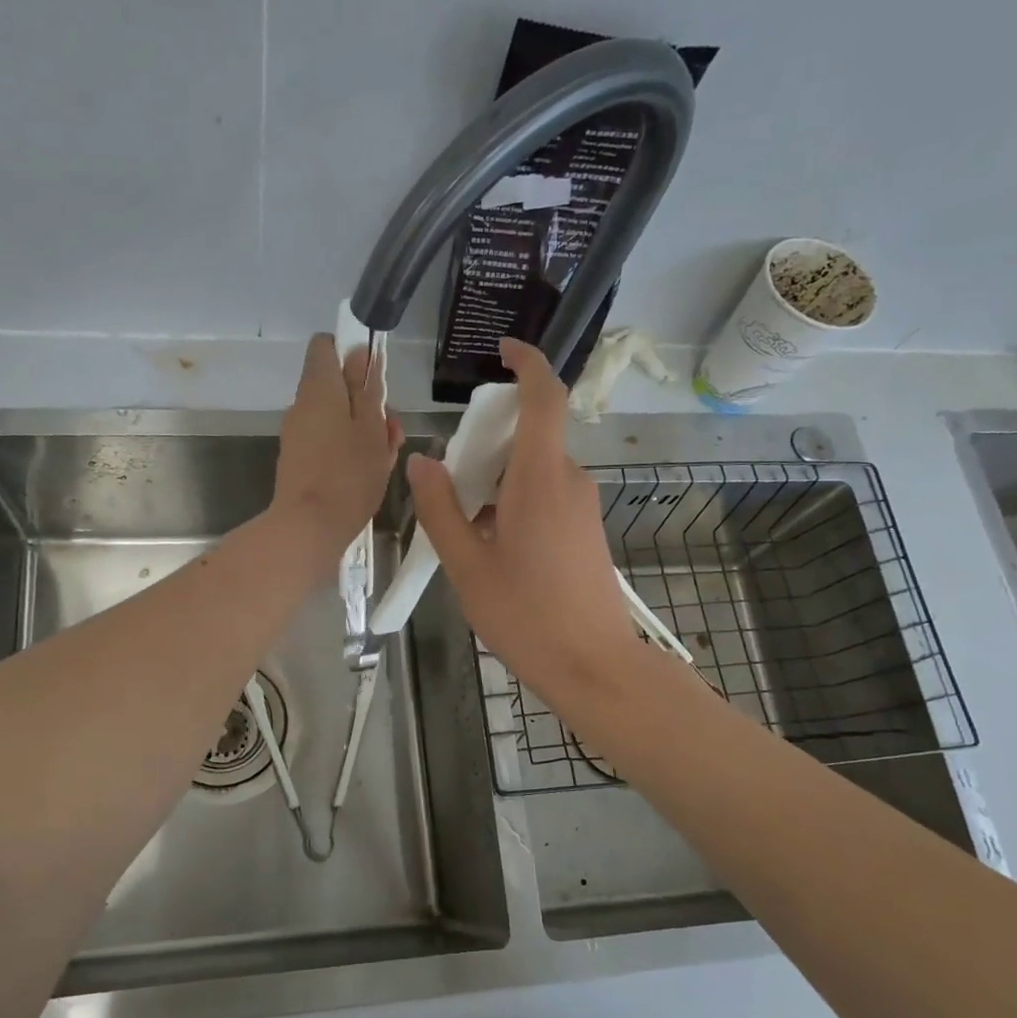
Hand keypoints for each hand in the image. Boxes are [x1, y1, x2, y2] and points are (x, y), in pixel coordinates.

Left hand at [271, 333, 401, 575]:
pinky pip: (328, 442)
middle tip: (391, 432)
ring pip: (336, 418)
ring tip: (386, 458)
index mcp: (319, 387)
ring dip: (363, 430)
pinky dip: (349, 450)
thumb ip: (368, 389)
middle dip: (366, 401)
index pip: (326, 346)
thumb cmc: (348, 475)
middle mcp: (302, 405)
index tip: (375, 376)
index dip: (351, 353)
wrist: (308, 528)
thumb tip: (360, 354)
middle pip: (336, 386)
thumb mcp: (371, 428)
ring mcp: (298, 434)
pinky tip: (370, 474)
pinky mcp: (299, 461)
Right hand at [405, 339, 640, 697]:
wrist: (594, 666)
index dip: (526, 363)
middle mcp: (569, 481)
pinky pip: (548, 494)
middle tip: (451, 480)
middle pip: (530, 434)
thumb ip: (441, 509)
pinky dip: (516, 499)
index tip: (501, 351)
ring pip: (536, 468)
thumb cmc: (526, 617)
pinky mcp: (587, 529)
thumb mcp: (467, 566)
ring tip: (465, 525)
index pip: (544, 397)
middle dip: (488, 441)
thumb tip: (422, 461)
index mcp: (540, 479)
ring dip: (498, 477)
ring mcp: (584, 505)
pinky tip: (493, 546)